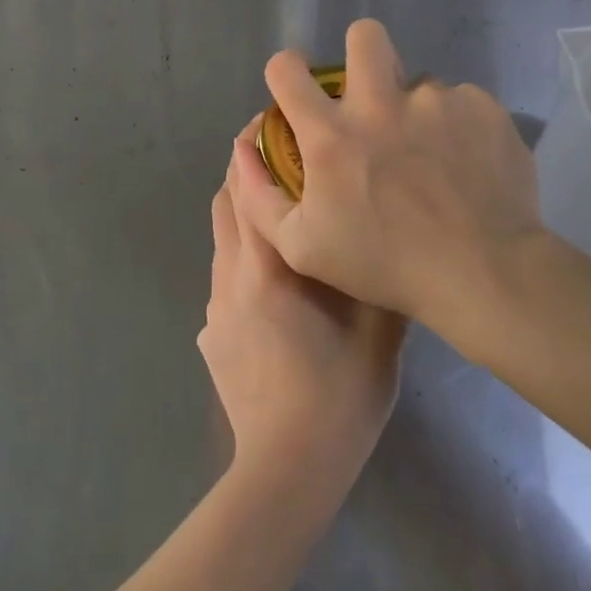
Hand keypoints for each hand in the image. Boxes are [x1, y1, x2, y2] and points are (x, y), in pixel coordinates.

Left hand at [198, 122, 405, 491]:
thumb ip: (376, 272)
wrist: (286, 469)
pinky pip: (223, 273)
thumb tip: (381, 227)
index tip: (269, 121)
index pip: (245, 185)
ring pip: (221, 236)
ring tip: (281, 211)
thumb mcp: (377, 329)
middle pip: (225, 201)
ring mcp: (214, 304)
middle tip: (281, 155)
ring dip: (242, 211)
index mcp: (268, 264)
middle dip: (245, 170)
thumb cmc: (338, 395)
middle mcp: (231, 273)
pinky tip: (274, 277)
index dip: (251, 147)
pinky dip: (241, 252)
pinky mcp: (209, 332)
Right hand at [235, 19, 554, 338]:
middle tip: (371, 93)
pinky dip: (459, 128)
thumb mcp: (302, 247)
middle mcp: (379, 103)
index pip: (287, 69)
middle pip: (364, 36)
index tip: (297, 90)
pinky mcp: (481, 108)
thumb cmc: (385, 264)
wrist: (484, 273)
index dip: (286, 72)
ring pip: (418, 83)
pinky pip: (462, 104)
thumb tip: (243, 147)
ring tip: (432, 157)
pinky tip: (466, 166)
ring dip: (416, 110)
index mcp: (332, 133)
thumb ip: (260, 196)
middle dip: (361, 53)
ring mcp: (435, 101)